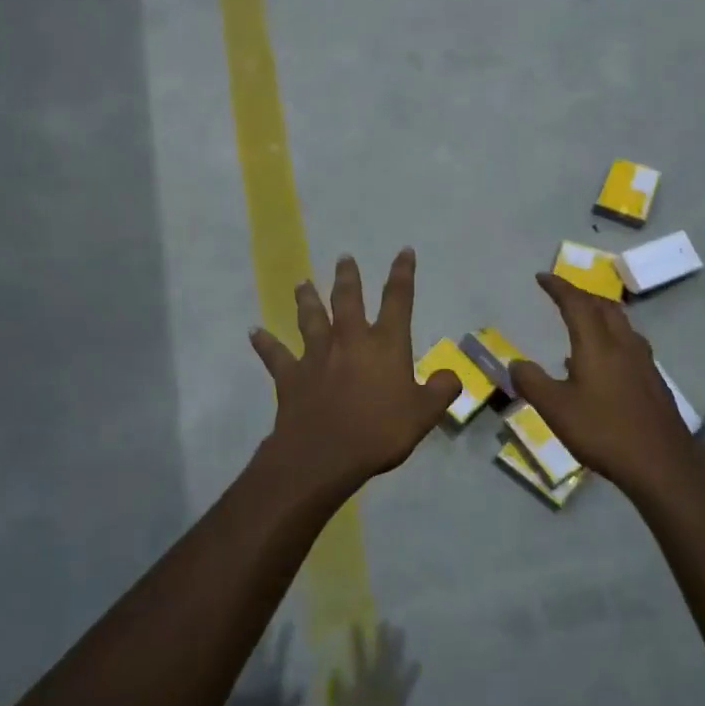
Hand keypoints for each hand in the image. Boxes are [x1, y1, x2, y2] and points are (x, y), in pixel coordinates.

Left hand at [250, 249, 461, 497]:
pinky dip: (265, 343)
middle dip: (348, 278)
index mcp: (385, 345)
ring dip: (307, 299)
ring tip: (302, 282)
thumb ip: (440, 391)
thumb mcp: (424, 414)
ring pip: (310, 319)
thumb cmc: (379, 431)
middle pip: (348, 300)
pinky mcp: (291, 376)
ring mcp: (316, 356)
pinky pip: (275, 355)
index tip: (403, 252)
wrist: (324, 454)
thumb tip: (451, 375)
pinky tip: (254, 332)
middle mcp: (350, 341)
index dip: (402, 274)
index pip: (398, 301)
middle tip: (344, 258)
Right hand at [329, 623, 420, 705]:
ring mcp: (391, 690)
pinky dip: (412, 674)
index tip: (356, 623)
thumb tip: (334, 670)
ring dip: (398, 648)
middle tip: (385, 621)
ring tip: (401, 631)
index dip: (357, 640)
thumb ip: (337, 691)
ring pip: (395, 664)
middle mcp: (378, 683)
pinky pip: (407, 684)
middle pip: (381, 655)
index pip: (359, 656)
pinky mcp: (401, 700)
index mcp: (362, 684)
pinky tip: (417, 662)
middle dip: (382, 638)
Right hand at [511, 272, 704, 499]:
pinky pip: (629, 344)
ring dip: (600, 314)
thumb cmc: (604, 431)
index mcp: (597, 344)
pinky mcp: (653, 381)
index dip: (559, 287)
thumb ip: (532, 382)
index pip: (577, 303)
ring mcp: (643, 362)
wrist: (662, 463)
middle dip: (582, 295)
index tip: (542, 277)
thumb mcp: (556, 409)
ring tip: (582, 321)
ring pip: (621, 324)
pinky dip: (611, 337)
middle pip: (604, 306)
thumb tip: (515, 363)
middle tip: (563, 295)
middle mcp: (623, 344)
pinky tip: (601, 362)